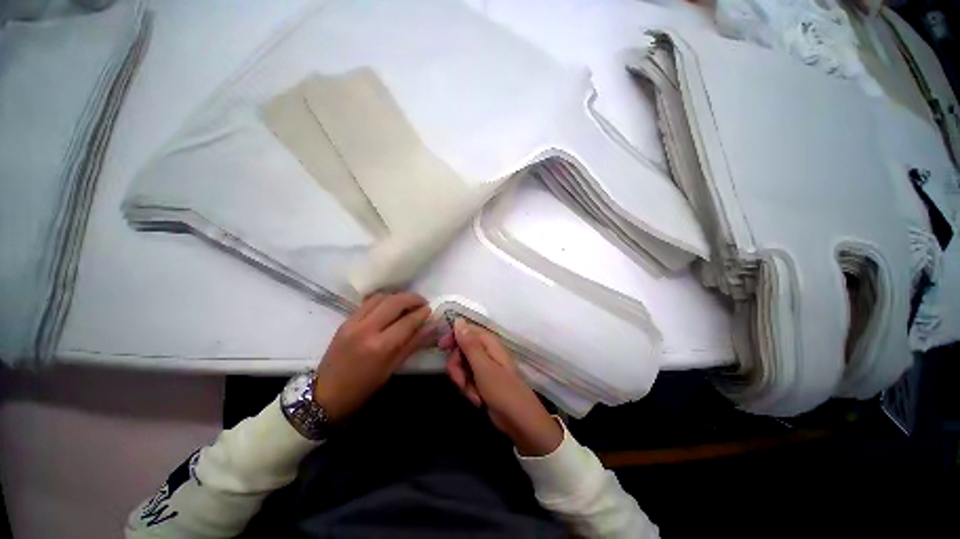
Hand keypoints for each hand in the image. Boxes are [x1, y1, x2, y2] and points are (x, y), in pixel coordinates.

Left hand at [314, 292, 435, 422]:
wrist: (326, 394)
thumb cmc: (364, 386)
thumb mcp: (392, 368)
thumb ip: (414, 344)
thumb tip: (433, 326)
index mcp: (380, 347)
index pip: (407, 321)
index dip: (422, 313)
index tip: (431, 310)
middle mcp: (366, 329)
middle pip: (394, 302)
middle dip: (412, 298)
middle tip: (422, 303)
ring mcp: (353, 322)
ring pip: (381, 297)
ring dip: (398, 296)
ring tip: (407, 304)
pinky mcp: (346, 320)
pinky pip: (368, 302)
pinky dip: (383, 300)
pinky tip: (389, 307)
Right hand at [440, 319, 562, 456]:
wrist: (520, 421)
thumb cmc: (503, 390)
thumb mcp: (483, 367)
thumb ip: (469, 344)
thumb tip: (459, 320)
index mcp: (489, 343)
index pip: (467, 330)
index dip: (453, 337)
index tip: (441, 347)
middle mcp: (486, 351)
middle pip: (461, 350)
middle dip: (457, 367)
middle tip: (460, 381)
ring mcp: (485, 367)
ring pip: (462, 366)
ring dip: (463, 382)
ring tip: (474, 395)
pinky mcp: (483, 381)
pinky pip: (468, 380)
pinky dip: (469, 390)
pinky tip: (478, 400)